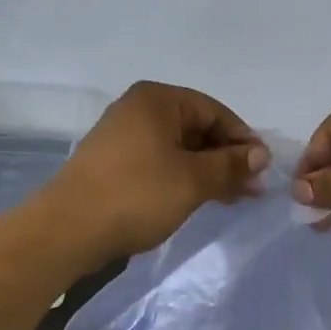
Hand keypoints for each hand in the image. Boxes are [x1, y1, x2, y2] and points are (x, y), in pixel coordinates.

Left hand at [46, 82, 268, 261]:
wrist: (67, 229)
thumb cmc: (136, 194)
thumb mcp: (192, 180)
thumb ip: (229, 164)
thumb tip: (260, 154)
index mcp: (157, 99)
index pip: (214, 110)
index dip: (242, 139)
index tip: (263, 169)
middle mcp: (138, 109)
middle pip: (195, 127)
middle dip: (226, 157)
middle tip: (252, 189)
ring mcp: (122, 135)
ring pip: (177, 147)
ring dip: (207, 170)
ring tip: (232, 198)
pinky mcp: (112, 162)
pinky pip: (158, 161)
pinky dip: (182, 177)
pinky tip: (199, 198)